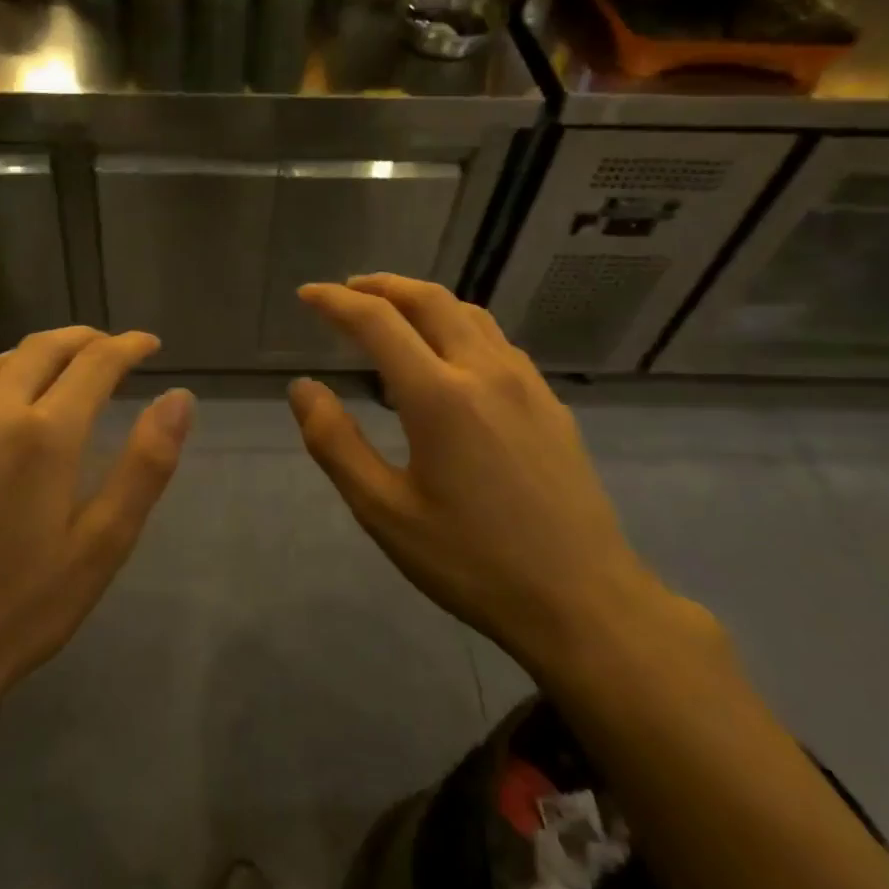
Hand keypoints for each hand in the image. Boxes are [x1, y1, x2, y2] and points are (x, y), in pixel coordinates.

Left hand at [0, 327, 193, 724]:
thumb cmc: (21, 608)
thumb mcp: (102, 545)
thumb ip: (146, 465)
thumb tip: (180, 398)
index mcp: (45, 434)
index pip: (96, 363)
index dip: (128, 346)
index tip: (150, 344)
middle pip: (44, 348)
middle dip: (85, 339)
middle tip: (112, 347)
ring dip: (40, 352)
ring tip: (64, 365)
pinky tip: (1, 400)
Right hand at [289, 275, 657, 672]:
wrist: (585, 602)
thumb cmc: (472, 561)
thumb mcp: (384, 511)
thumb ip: (335, 443)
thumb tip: (303, 388)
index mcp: (439, 395)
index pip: (377, 321)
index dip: (335, 302)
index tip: (307, 295)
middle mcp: (485, 371)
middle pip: (429, 300)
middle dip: (381, 286)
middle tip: (346, 292)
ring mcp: (526, 384)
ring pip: (469, 314)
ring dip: (422, 301)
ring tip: (392, 315)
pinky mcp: (550, 403)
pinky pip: (496, 342)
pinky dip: (457, 327)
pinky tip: (448, 359)